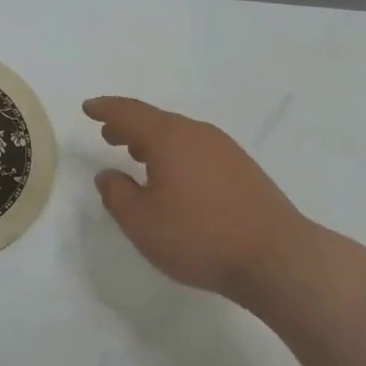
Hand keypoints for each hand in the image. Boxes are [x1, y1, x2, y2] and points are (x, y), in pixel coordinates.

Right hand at [84, 96, 318, 300]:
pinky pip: (198, 149)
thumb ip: (117, 195)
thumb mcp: (141, 222)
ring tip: (136, 154)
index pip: (129, 113)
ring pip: (179, 135)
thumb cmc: (199, 237)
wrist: (277, 258)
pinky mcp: (244, 170)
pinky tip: (175, 177)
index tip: (88, 108)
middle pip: (156, 121)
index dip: (105, 109)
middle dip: (128, 125)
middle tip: (109, 134)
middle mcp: (198, 134)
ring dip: (153, 141)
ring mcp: (226, 150)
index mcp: (169, 138)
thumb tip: (108, 175)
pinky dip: (176, 154)